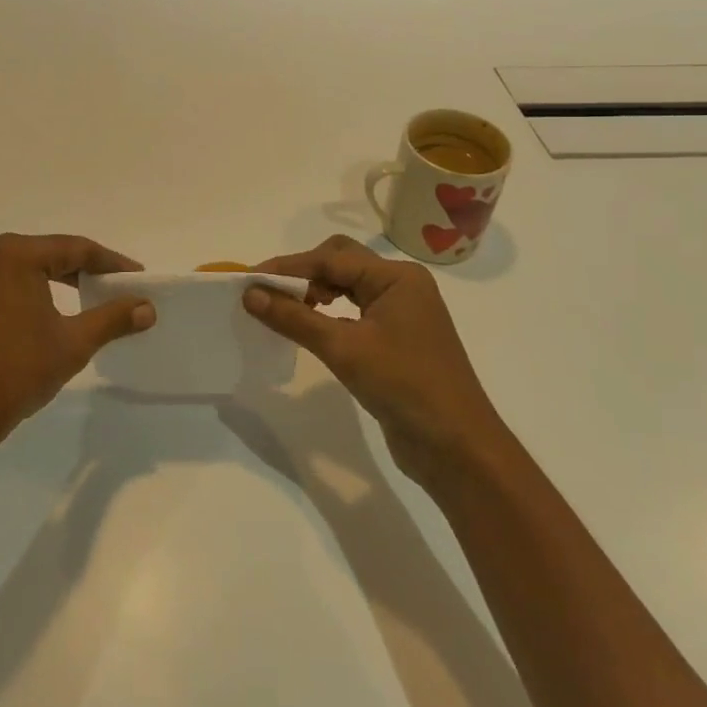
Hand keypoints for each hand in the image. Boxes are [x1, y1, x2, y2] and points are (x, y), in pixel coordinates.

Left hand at [0, 233, 155, 462]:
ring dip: (59, 282)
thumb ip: (112, 318)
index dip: (111, 263)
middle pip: (49, 254)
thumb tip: (147, 308)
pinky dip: (32, 295)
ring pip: (26, 271)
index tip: (138, 277)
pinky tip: (48, 316)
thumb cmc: (16, 371)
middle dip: (86, 270)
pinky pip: (5, 287)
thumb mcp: (73, 342)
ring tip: (89, 299)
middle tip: (117, 287)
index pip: (75, 248)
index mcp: (15, 255)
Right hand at [244, 235, 501, 490]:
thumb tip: (250, 295)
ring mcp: (402, 312)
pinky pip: (355, 310)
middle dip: (303, 273)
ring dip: (315, 292)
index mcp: (397, 277)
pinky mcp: (397, 338)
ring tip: (284, 309)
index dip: (288, 267)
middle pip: (341, 262)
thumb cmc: (404, 386)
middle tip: (268, 293)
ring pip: (348, 286)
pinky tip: (311, 327)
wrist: (457, 448)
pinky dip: (329, 312)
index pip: (331, 258)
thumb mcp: (344, 349)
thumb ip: (295, 318)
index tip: (249, 279)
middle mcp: (401, 285)